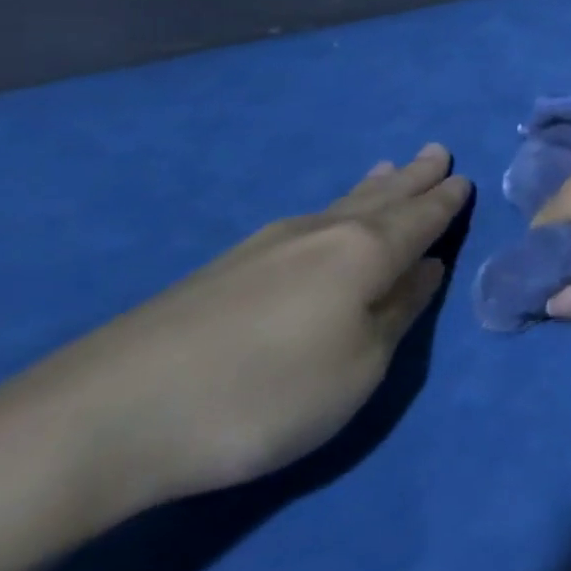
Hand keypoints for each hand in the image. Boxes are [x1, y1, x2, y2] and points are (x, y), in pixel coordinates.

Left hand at [12, 145, 471, 510]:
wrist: (104, 418)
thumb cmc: (264, 396)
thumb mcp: (359, 368)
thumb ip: (398, 313)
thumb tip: (426, 268)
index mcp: (365, 253)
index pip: (421, 219)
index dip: (446, 201)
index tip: (465, 179)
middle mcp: (322, 234)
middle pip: (381, 199)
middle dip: (414, 178)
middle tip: (437, 151)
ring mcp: (267, 246)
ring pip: (339, 204)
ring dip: (373, 187)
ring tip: (390, 167)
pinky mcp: (224, 268)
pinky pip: (306, 220)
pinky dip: (333, 206)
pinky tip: (325, 214)